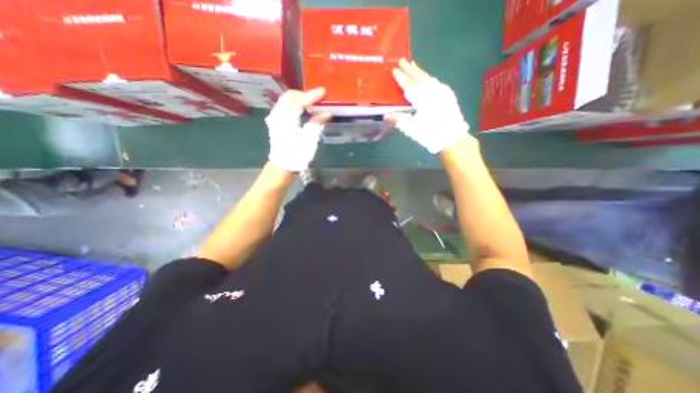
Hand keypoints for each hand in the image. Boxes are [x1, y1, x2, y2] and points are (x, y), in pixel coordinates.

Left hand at [266, 90, 334, 170]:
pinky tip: (302, 110)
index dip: (312, 95)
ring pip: (286, 100)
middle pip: (290, 96)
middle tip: (317, 98)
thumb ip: (317, 123)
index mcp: (286, 118)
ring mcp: (275, 118)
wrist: (282, 166)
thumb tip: (327, 112)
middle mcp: (278, 114)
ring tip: (311, 103)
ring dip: (299, 99)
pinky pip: (284, 106)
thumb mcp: (310, 139)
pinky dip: (294, 105)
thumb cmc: (297, 154)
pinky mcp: (275, 122)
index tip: (324, 92)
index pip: (299, 100)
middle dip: (304, 94)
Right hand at [386, 59, 473, 152]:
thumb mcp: (412, 129)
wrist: (452, 138)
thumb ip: (399, 120)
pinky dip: (429, 78)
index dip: (401, 78)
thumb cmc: (430, 135)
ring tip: (413, 65)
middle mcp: (434, 92)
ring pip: (429, 78)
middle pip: (420, 78)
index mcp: (424, 99)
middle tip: (402, 60)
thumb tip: (386, 115)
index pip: (410, 86)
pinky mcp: (448, 95)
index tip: (394, 70)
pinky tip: (427, 78)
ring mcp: (442, 92)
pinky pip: (436, 82)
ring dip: (420, 72)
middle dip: (410, 69)